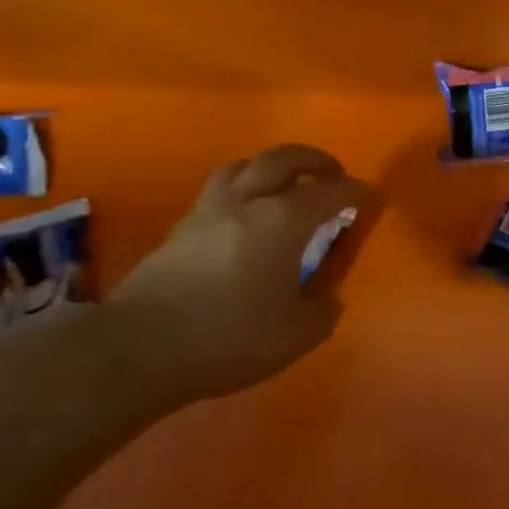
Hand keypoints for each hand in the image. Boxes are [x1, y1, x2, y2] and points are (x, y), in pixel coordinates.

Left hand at [104, 144, 372, 409]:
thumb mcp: (297, 335)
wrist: (137, 350)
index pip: (332, 191)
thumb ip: (322, 311)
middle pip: (284, 158)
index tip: (372, 198)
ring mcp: (208, 211)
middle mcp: (248, 202)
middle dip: (315, 160)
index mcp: (285, 220)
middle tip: (333, 173)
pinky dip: (241, 189)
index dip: (357, 191)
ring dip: (271, 167)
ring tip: (283, 185)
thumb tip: (327, 299)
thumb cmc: (230, 336)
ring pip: (243, 166)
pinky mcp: (179, 229)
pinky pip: (218, 190)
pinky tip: (244, 216)